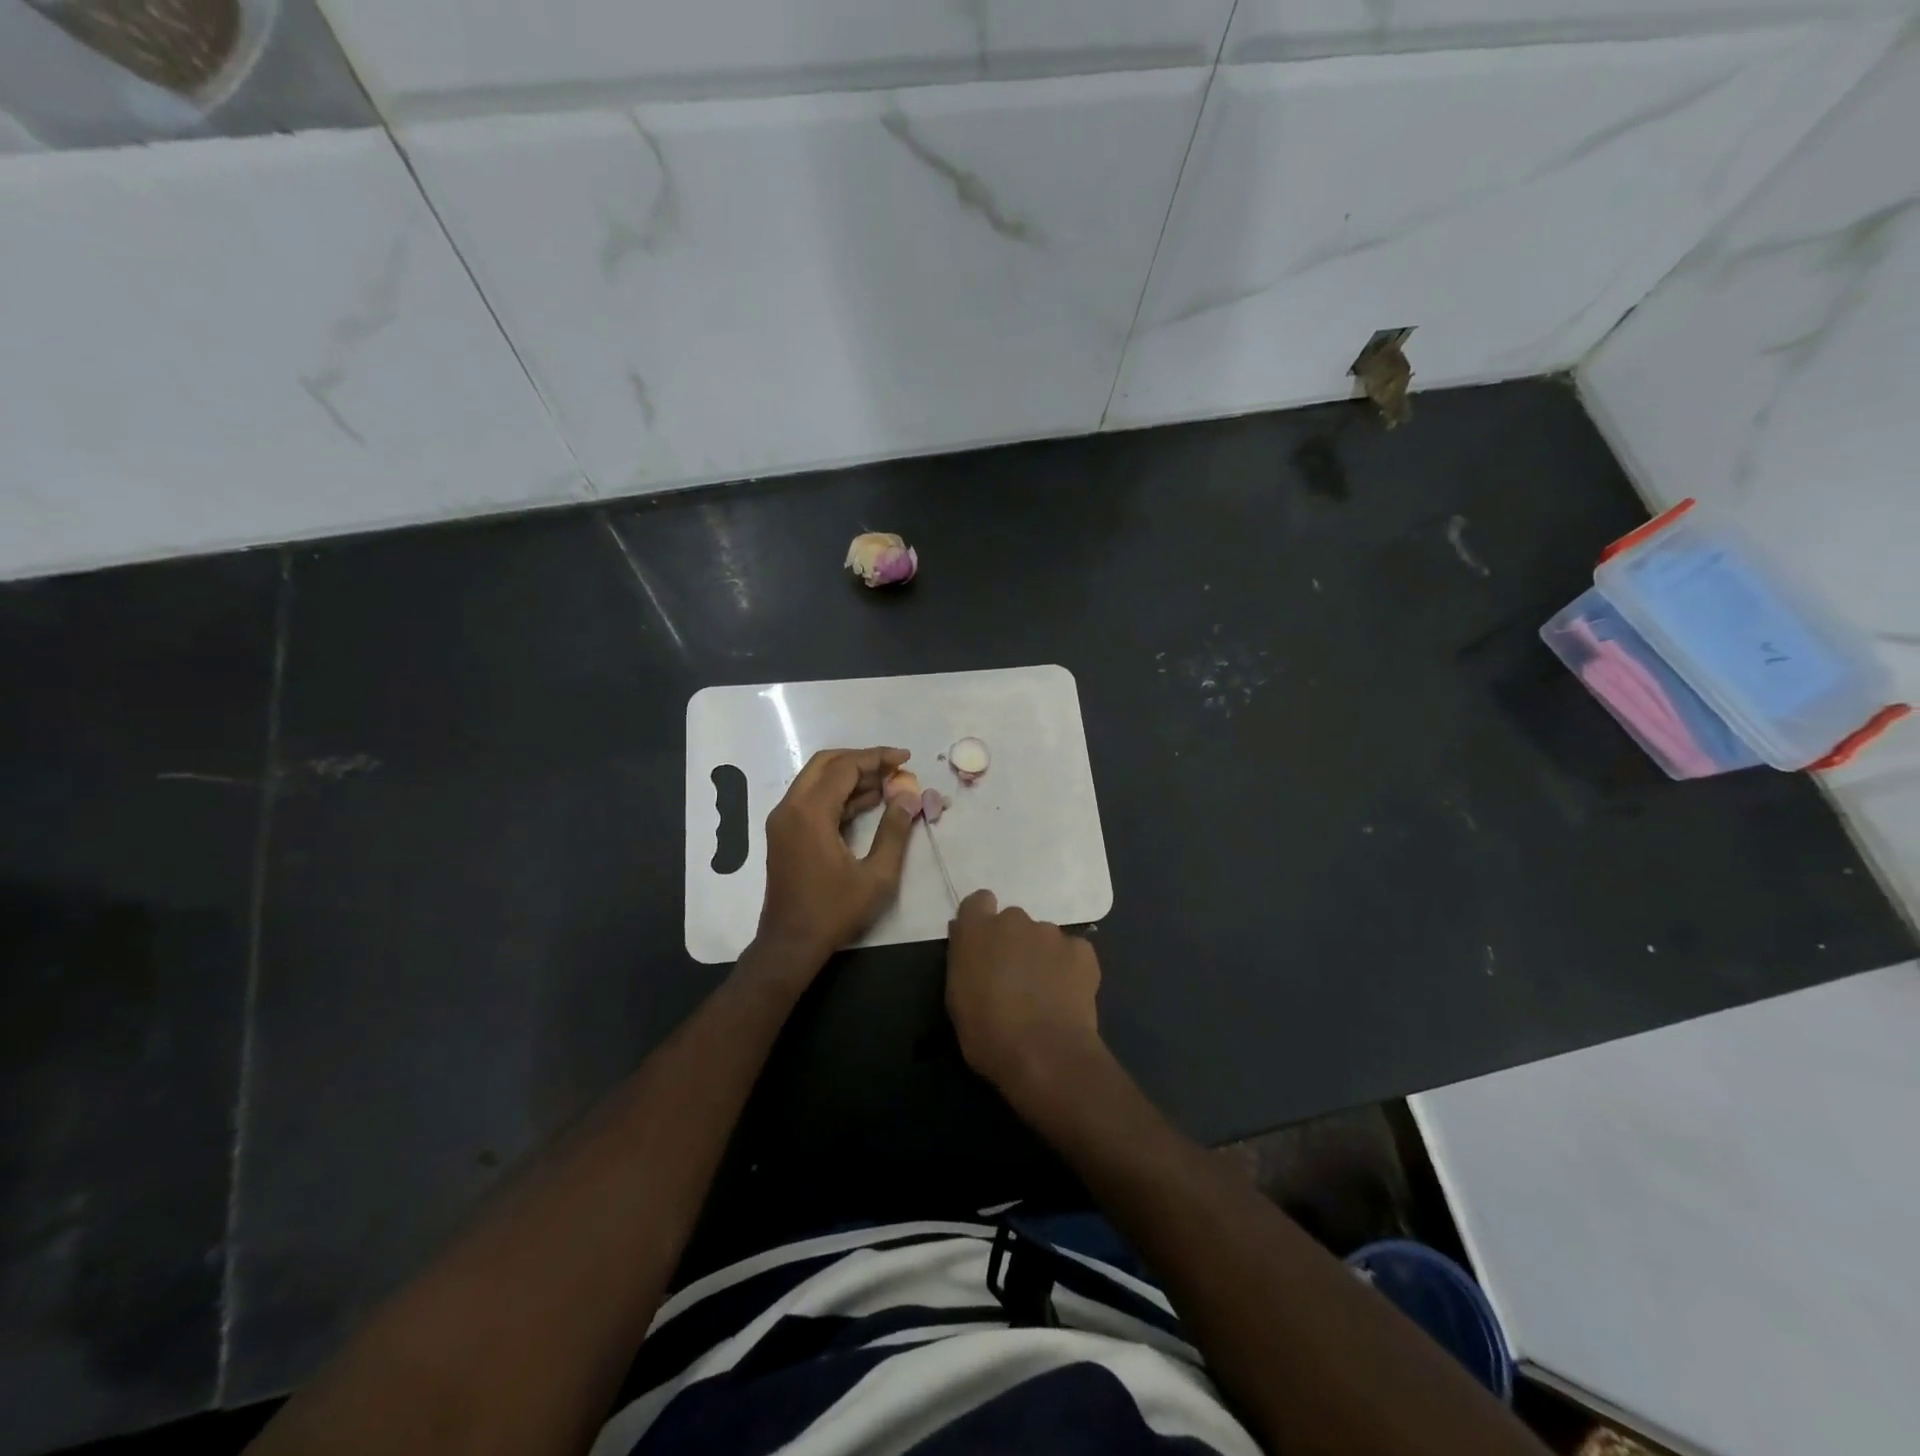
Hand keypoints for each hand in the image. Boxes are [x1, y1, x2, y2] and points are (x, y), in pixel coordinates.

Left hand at [755, 747, 915, 969]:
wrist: (790, 944)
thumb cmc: (834, 912)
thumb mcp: (876, 876)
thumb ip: (894, 831)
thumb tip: (908, 796)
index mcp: (810, 813)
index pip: (845, 767)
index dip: (877, 758)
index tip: (906, 759)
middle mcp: (790, 808)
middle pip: (826, 764)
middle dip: (862, 760)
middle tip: (894, 767)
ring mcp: (783, 820)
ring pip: (816, 779)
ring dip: (850, 776)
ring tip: (888, 784)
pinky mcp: (784, 832)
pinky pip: (811, 799)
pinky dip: (838, 794)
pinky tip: (868, 802)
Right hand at [946, 889, 1103, 1100]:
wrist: (1044, 1055)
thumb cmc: (988, 1034)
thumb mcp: (957, 998)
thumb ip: (965, 961)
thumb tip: (971, 946)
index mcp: (977, 930)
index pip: (979, 901)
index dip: (982, 920)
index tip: (985, 945)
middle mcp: (1014, 920)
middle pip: (1013, 921)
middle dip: (1013, 942)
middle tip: (1015, 978)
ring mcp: (1051, 933)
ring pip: (1044, 937)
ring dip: (1041, 956)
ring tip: (1045, 993)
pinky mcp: (1082, 950)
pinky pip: (1072, 952)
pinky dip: (1069, 968)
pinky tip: (1067, 996)